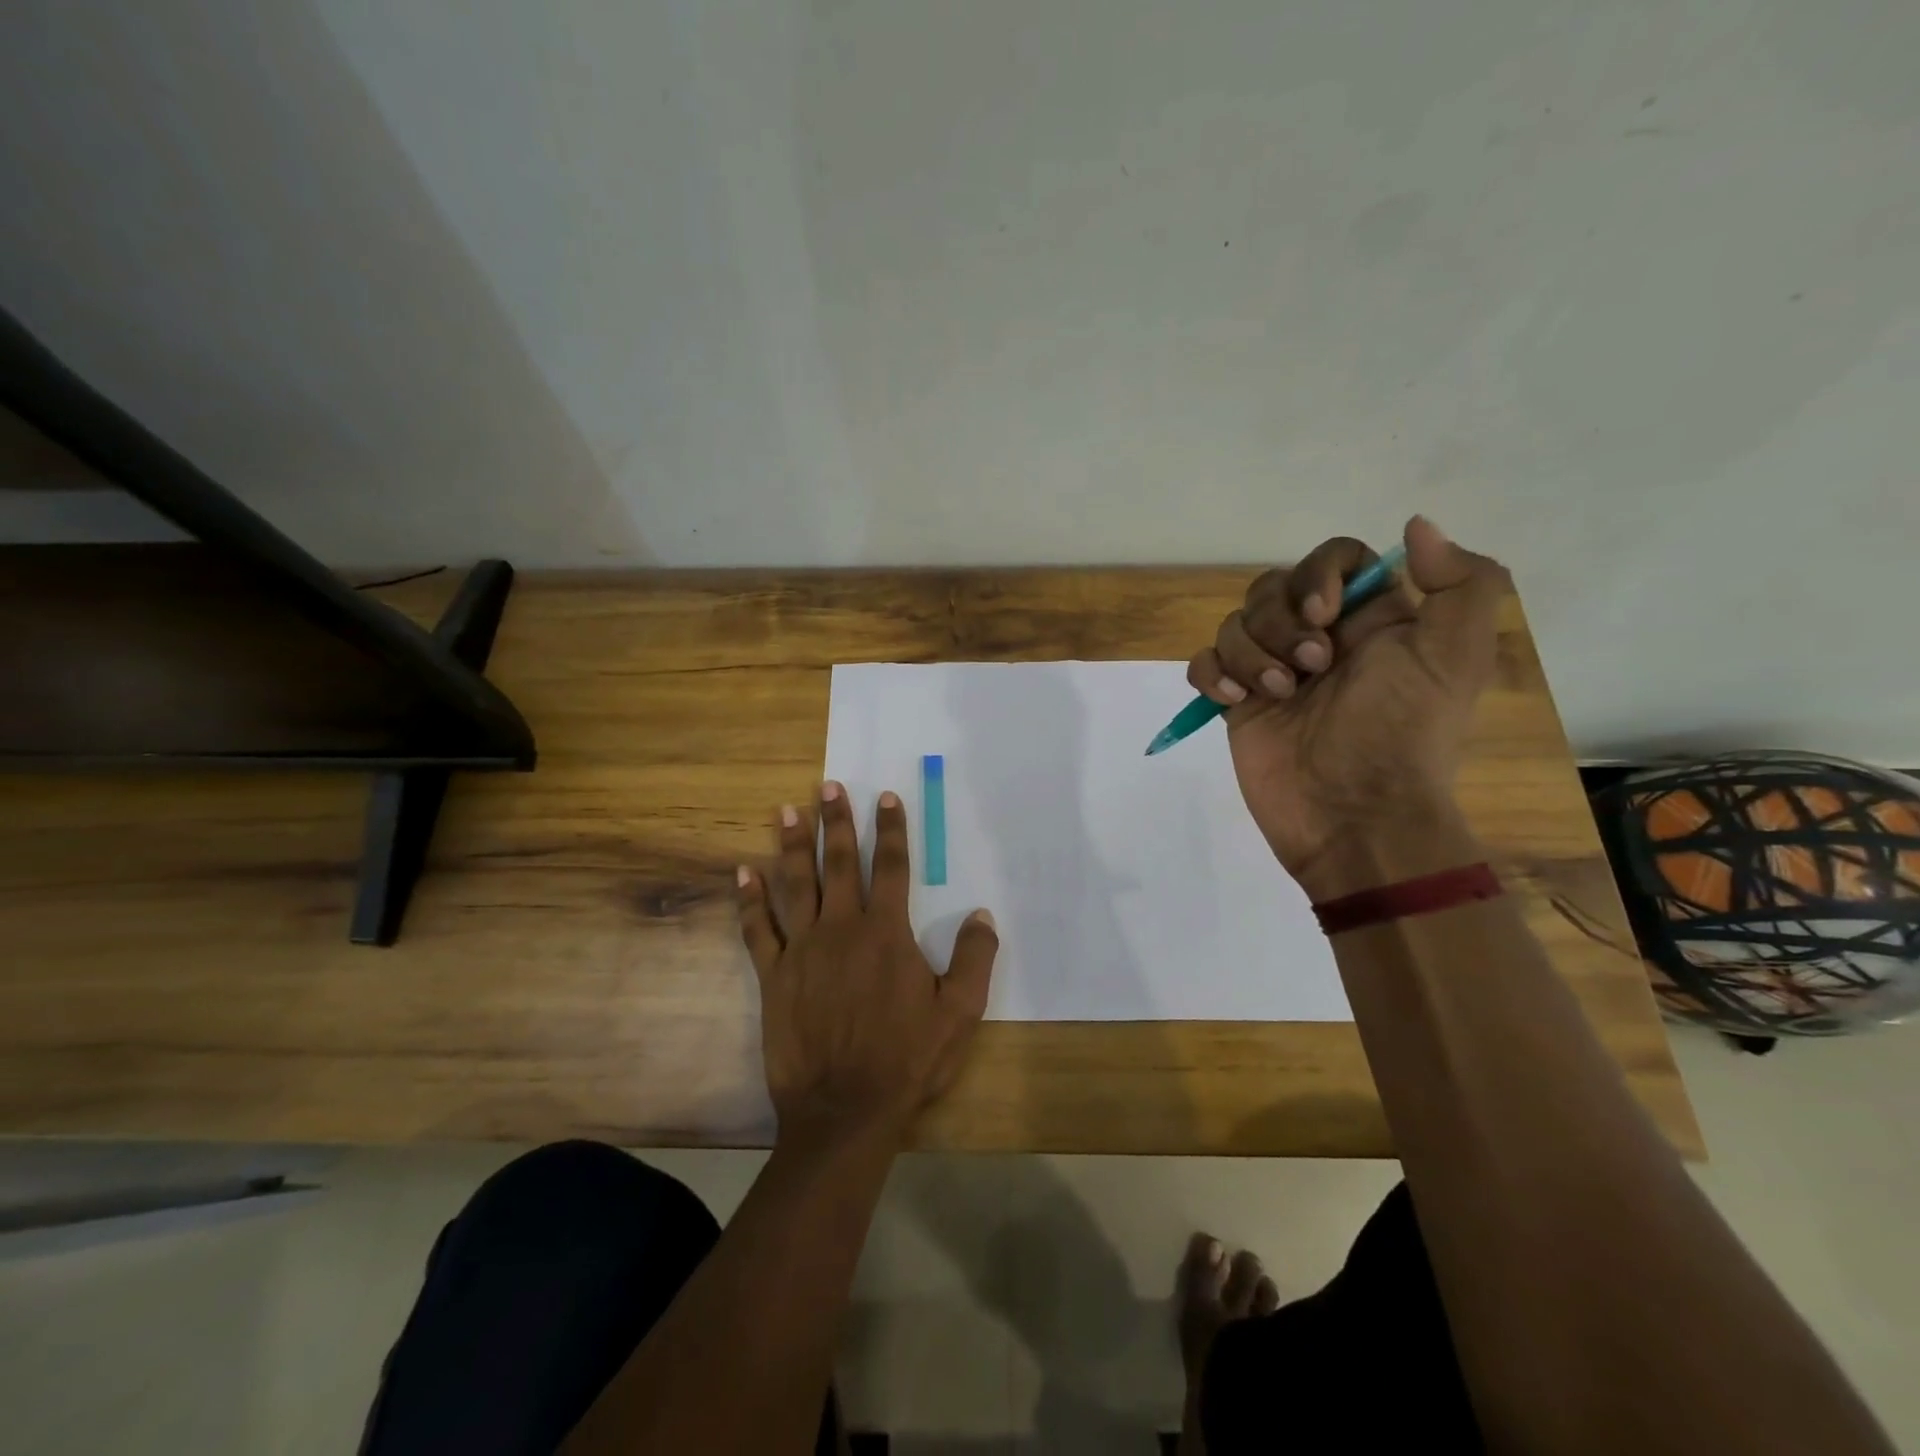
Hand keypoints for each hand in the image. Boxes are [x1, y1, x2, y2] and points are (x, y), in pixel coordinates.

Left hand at [736, 781, 998, 1149]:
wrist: (845, 1110)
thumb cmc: (907, 1060)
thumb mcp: (959, 1012)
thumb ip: (974, 958)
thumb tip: (982, 914)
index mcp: (887, 932)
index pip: (892, 867)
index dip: (892, 829)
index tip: (886, 797)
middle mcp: (842, 928)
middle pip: (840, 863)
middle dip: (837, 822)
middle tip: (828, 787)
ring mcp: (803, 950)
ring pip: (796, 884)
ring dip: (792, 846)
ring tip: (787, 811)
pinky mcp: (774, 976)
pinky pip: (759, 930)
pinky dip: (750, 901)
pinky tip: (743, 874)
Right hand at [1186, 516, 1508, 896]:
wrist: (1354, 816)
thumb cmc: (1401, 734)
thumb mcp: (1456, 657)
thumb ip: (1461, 583)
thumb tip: (1416, 526)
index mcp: (1371, 620)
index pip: (1335, 558)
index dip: (1319, 574)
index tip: (1324, 614)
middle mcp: (1320, 638)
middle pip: (1273, 587)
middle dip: (1280, 622)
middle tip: (1311, 668)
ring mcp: (1273, 672)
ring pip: (1235, 624)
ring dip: (1251, 654)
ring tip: (1279, 695)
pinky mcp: (1238, 704)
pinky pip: (1205, 663)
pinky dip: (1213, 675)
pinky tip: (1234, 702)